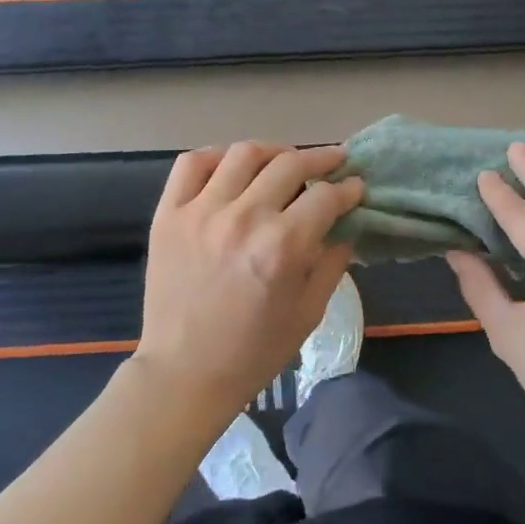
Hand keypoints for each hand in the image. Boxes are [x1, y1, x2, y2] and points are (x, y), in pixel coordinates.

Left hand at [134, 142, 364, 418]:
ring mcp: (201, 212)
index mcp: (283, 247)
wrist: (185, 372)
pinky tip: (232, 167)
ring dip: (273, 152)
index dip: (348, 188)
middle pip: (290, 164)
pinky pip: (191, 164)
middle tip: (332, 162)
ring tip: (285, 160)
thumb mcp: (308, 314)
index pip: (325, 197)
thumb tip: (345, 228)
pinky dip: (216, 156)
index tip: (355, 187)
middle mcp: (244, 218)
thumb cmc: (254, 352)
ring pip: (243, 154)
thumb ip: (332, 264)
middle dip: (321, 159)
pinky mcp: (169, 214)